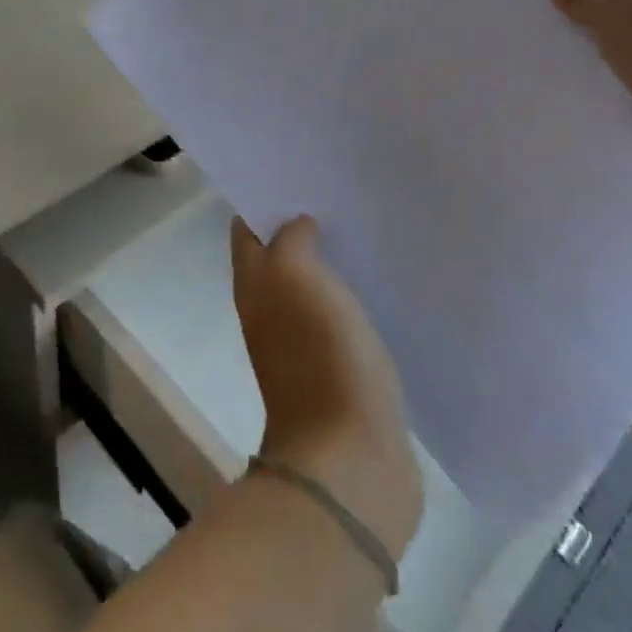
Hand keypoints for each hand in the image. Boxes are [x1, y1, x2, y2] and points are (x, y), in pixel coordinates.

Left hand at [231, 216, 423, 562]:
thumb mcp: (296, 278)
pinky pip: (343, 316)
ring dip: (332, 258)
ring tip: (366, 224)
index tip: (299, 173)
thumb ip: (291, 240)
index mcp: (255, 287)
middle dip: (304, 225)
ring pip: (313, 285)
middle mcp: (272, 311)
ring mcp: (306, 342)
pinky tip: (382, 276)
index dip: (265, 200)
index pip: (248, 230)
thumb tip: (297, 224)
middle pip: (281, 256)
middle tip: (340, 193)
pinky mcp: (342, 368)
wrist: (351, 458)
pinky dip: (355, 293)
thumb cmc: (319, 356)